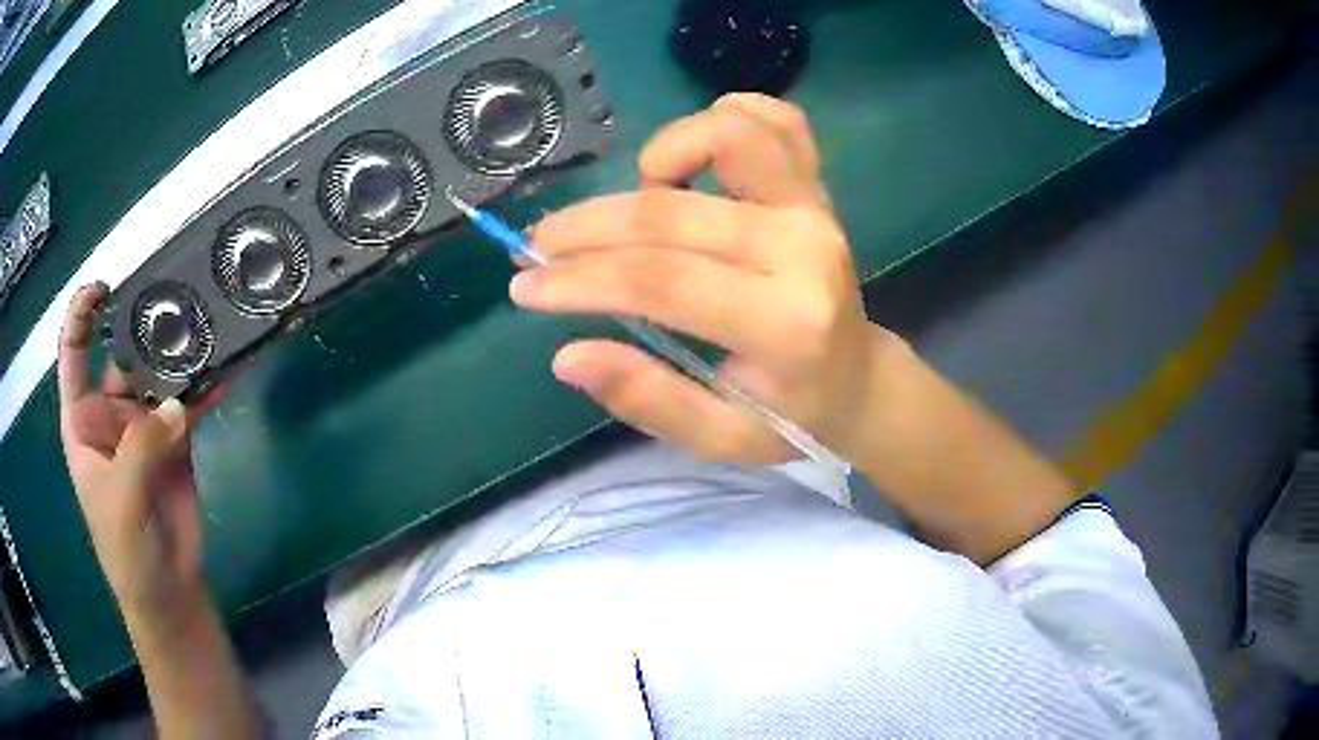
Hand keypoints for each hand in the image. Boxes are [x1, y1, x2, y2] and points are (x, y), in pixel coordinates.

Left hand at [57, 283, 223, 613]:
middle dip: (143, 324)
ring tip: (209, 322)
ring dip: (182, 352)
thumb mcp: (121, 501)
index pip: (73, 355)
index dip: (81, 316)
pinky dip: (209, 386)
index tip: (103, 289)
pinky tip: (230, 367)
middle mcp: (110, 414)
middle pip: (123, 355)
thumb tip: (176, 405)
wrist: (167, 591)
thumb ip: (140, 450)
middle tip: (175, 296)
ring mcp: (145, 425)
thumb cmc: (126, 551)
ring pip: (161, 375)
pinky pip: (192, 403)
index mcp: (83, 420)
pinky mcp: (176, 440)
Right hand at [515, 94, 895, 463]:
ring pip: (731, 134)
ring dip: (662, 157)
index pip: (661, 281)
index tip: (526, 285)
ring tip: (641, 202)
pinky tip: (692, 160)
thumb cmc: (791, 416)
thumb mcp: (720, 437)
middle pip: (671, 214)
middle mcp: (804, 250)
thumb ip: (648, 399)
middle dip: (586, 227)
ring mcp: (816, 207)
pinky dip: (722, 120)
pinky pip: (776, 121)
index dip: (580, 279)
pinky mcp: (818, 187)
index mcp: (784, 324)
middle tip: (539, 246)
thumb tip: (567, 355)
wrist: (859, 380)